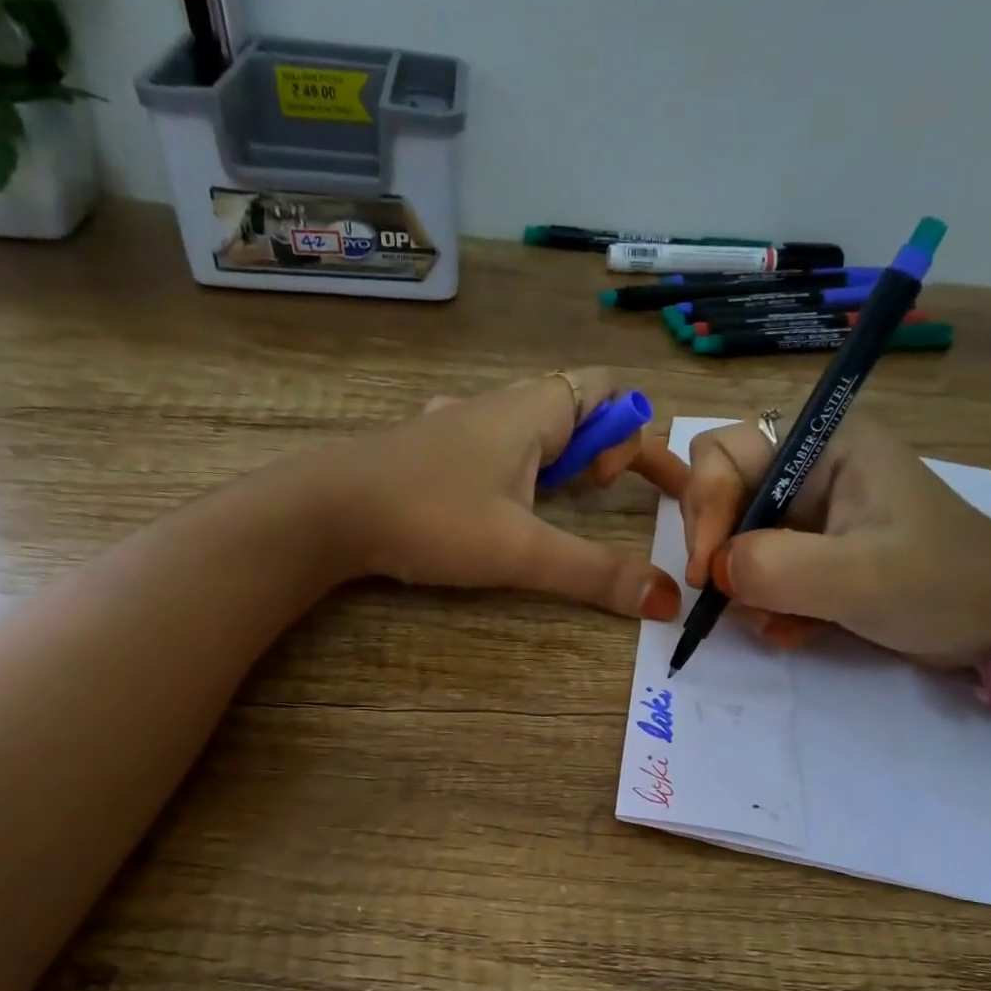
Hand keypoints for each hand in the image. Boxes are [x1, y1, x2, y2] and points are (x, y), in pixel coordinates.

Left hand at [333, 368, 688, 618]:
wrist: (323, 510)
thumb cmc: (431, 517)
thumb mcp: (522, 551)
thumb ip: (596, 574)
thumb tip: (668, 601)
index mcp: (532, 410)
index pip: (608, 389)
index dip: (633, 433)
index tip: (618, 489)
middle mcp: (498, 404)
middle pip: (573, 405)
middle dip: (599, 448)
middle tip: (595, 496)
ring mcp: (456, 424)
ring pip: (528, 427)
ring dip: (555, 460)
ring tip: (551, 506)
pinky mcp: (427, 448)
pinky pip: (490, 445)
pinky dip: (513, 469)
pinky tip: (491, 504)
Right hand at [680, 416, 990, 663]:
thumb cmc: (944, 584)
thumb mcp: (858, 576)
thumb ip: (775, 567)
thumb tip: (716, 571)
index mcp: (824, 445)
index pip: (723, 453)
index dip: (704, 507)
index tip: (709, 570)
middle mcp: (810, 471)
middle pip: (722, 497)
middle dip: (723, 553)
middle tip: (735, 600)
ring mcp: (812, 515)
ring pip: (737, 543)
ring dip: (746, 590)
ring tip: (781, 624)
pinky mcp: (815, 554)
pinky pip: (761, 573)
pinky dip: (767, 606)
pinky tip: (796, 631)